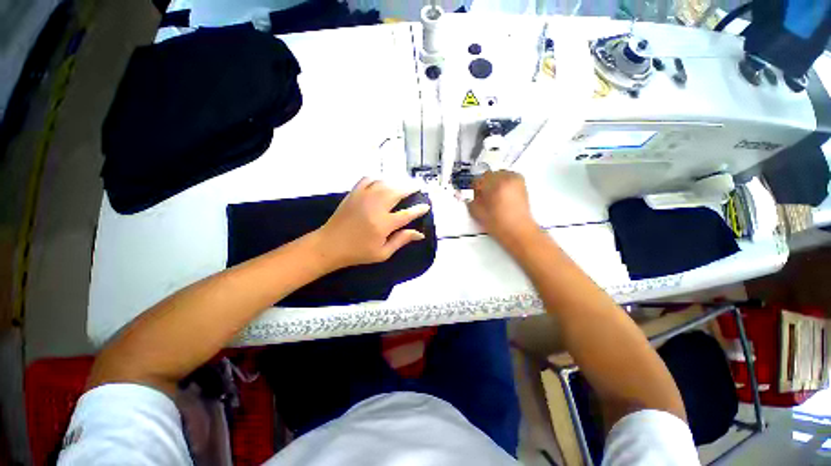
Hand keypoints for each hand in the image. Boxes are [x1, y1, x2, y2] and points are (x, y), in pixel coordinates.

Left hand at [316, 178, 430, 268]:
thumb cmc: (358, 252)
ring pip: (384, 183)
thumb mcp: (382, 253)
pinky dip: (377, 179)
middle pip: (397, 192)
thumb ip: (401, 240)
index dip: (419, 209)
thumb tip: (419, 234)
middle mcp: (375, 207)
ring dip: (396, 183)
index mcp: (383, 224)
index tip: (426, 206)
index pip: (407, 214)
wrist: (330, 245)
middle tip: (417, 187)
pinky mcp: (354, 193)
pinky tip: (381, 183)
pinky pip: (368, 179)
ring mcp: (363, 197)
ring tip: (402, 186)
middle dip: (410, 188)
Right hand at [468, 170, 537, 243]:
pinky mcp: (522, 185)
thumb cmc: (501, 225)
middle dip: (483, 184)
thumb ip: (470, 200)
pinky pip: (508, 178)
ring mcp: (516, 181)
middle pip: (488, 175)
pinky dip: (502, 183)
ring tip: (491, 196)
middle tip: (480, 195)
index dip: (472, 187)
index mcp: (495, 185)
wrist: (518, 231)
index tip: (470, 192)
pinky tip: (499, 196)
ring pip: (498, 175)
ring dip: (492, 182)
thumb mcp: (478, 212)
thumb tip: (466, 193)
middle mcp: (507, 179)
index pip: (478, 179)